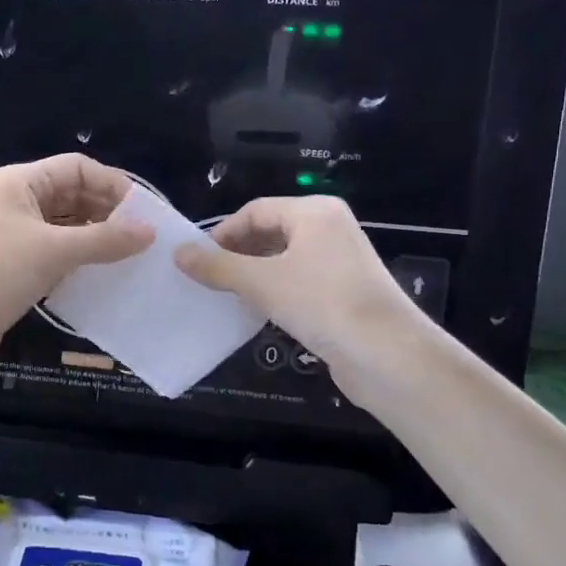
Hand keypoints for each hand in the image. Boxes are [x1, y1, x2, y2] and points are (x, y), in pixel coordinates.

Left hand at [0, 154, 151, 377]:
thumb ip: (105, 239)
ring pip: (67, 226)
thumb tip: (151, 231)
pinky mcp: (16, 266)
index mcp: (19, 182)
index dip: (113, 184)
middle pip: (73, 195)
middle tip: (145, 237)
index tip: (145, 212)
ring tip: (132, 256)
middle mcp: (17, 202)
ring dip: (97, 237)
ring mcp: (15, 235)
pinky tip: (105, 275)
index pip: (77, 168)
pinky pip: (58, 253)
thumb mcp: (54, 251)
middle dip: (108, 212)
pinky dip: (81, 259)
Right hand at [173, 195, 426, 387]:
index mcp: (314, 212)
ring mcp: (340, 262)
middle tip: (206, 279)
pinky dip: (274, 293)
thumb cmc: (322, 303)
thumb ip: (218, 266)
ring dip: (253, 275)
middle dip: (237, 254)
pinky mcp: (343, 293)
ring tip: (224, 297)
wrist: (387, 355)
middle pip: (270, 232)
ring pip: (283, 260)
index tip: (196, 260)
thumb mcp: (262, 282)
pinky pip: (299, 283)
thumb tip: (178, 253)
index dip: (222, 233)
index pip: (256, 210)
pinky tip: (256, 313)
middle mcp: (329, 229)